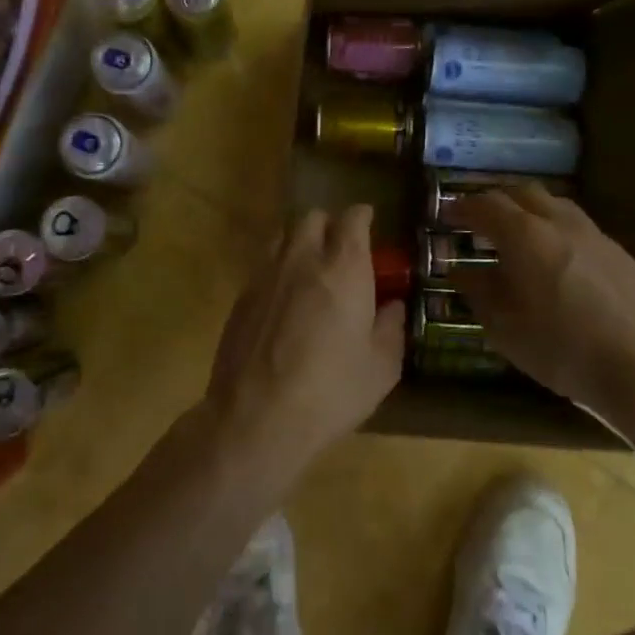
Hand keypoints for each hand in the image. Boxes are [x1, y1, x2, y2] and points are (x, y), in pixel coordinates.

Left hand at [203, 207, 403, 486]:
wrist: (256, 417)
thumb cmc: (330, 392)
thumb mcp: (381, 368)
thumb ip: (391, 328)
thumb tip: (393, 306)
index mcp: (344, 268)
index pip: (352, 219)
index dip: (362, 217)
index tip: (369, 224)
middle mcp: (303, 259)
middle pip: (313, 217)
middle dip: (329, 225)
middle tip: (340, 249)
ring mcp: (266, 274)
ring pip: (283, 234)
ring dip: (300, 240)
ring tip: (309, 265)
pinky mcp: (242, 295)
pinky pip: (263, 263)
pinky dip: (277, 265)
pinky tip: (284, 296)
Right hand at [449, 186, 634, 413]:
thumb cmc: (561, 348)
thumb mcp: (504, 327)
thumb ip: (479, 291)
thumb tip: (460, 270)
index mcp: (525, 235)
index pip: (486, 204)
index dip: (462, 206)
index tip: (447, 214)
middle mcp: (559, 222)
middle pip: (522, 193)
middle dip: (496, 202)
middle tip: (479, 221)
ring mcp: (592, 234)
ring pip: (553, 204)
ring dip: (528, 211)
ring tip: (516, 236)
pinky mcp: (616, 251)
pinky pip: (576, 226)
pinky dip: (554, 229)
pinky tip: (554, 259)